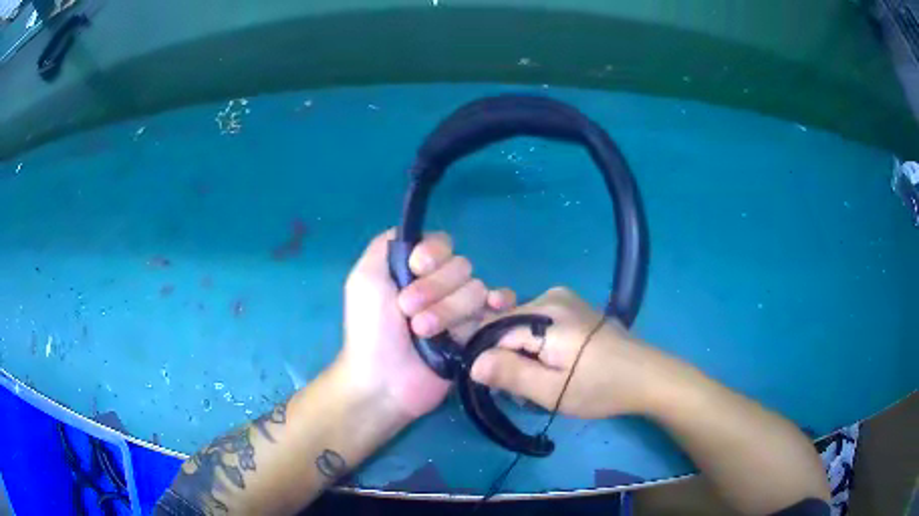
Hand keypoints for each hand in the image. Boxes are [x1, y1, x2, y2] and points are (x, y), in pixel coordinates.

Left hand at [337, 229, 514, 418]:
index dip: (433, 255)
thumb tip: (415, 234)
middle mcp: (440, 285)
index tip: (416, 267)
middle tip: (408, 311)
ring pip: (476, 289)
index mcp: (416, 269)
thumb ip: (386, 246)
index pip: (442, 244)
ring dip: (448, 310)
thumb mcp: (365, 279)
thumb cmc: (370, 330)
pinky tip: (494, 306)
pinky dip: (500, 303)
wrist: (385, 381)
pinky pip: (498, 308)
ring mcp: (460, 310)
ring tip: (423, 332)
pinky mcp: (476, 333)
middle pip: (461, 266)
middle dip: (435, 289)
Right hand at [469, 287, 662, 418]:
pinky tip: (550, 363)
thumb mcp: (552, 390)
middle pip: (505, 324)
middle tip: (521, 388)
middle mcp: (550, 296)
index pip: (491, 329)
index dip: (485, 357)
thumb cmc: (599, 387)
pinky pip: (537, 322)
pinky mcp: (573, 306)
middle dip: (505, 356)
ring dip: (520, 352)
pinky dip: (535, 344)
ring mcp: (563, 298)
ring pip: (520, 324)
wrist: (645, 375)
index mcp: (544, 315)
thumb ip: (511, 374)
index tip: (494, 384)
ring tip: (539, 379)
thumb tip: (473, 363)